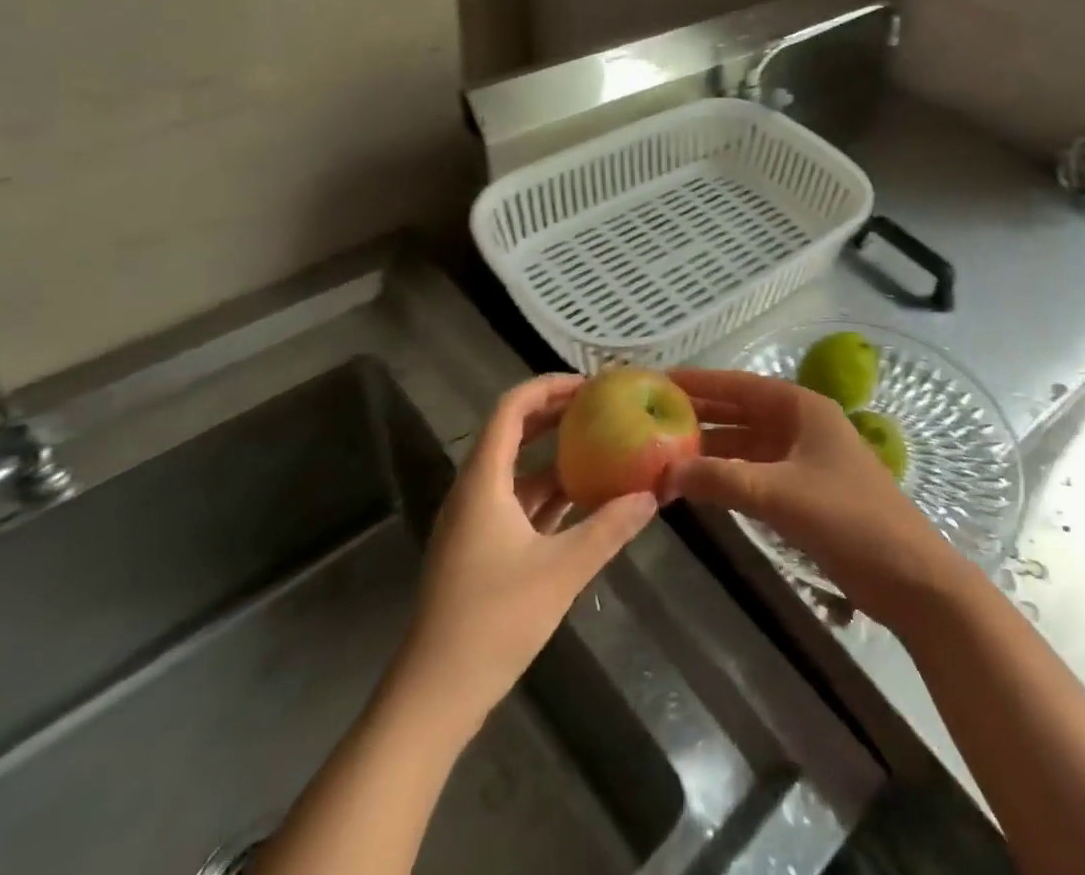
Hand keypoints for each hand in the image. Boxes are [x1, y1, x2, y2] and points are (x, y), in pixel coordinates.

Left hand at [393, 375, 657, 728]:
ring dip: (555, 456)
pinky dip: (548, 494)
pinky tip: (584, 501)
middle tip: (602, 408)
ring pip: (516, 472)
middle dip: (556, 416)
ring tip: (602, 447)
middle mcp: (474, 492)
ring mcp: (473, 524)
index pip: (511, 409)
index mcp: (483, 482)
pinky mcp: (478, 552)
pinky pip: (516, 504)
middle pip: (512, 434)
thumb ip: (609, 528)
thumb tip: (651, 496)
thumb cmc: (492, 622)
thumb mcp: (561, 571)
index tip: (590, 385)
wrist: (432, 698)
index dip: (548, 387)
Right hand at [668, 369, 968, 624]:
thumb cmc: (849, 519)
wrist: (909, 576)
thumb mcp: (780, 495)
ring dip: (710, 448)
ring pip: (746, 443)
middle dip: (699, 413)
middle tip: (649, 415)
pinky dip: (727, 474)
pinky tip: (697, 483)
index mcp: (802, 407)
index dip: (700, 382)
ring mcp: (804, 458)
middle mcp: (801, 424)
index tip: (659, 380)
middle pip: (741, 411)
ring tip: (662, 451)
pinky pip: (755, 471)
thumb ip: (722, 480)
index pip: (740, 385)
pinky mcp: (804, 490)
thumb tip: (664, 473)